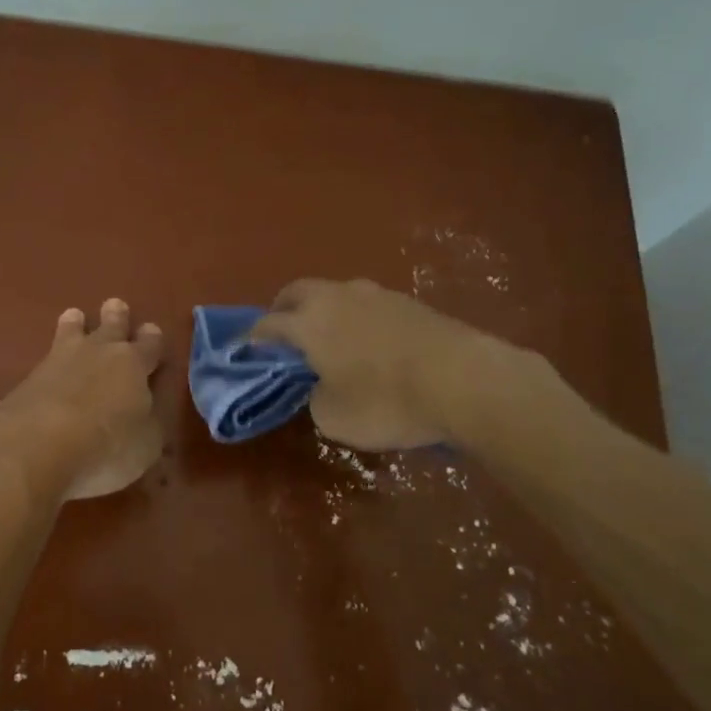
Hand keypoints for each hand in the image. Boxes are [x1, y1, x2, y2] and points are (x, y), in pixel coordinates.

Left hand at [0, 298, 164, 500]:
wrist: (37, 446)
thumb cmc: (107, 446)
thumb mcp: (146, 444)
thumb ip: (149, 424)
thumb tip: (144, 413)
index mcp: (133, 364)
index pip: (149, 344)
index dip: (152, 339)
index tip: (151, 331)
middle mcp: (96, 353)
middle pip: (110, 326)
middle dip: (115, 316)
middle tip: (115, 305)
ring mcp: (57, 362)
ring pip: (69, 332)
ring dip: (74, 325)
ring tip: (73, 316)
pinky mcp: (27, 381)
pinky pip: (39, 368)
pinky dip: (43, 371)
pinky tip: (36, 378)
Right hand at [247, 278, 550, 451]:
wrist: (465, 380)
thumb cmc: (387, 401)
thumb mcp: (334, 418)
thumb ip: (315, 398)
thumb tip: (322, 386)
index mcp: (308, 322)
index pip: (267, 325)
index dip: (252, 340)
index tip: (245, 352)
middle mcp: (336, 297)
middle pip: (296, 292)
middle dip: (282, 310)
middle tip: (282, 336)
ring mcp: (375, 294)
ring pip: (334, 294)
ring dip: (323, 311)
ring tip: (328, 338)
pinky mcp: (409, 301)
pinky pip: (367, 305)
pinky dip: (356, 319)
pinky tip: (368, 343)